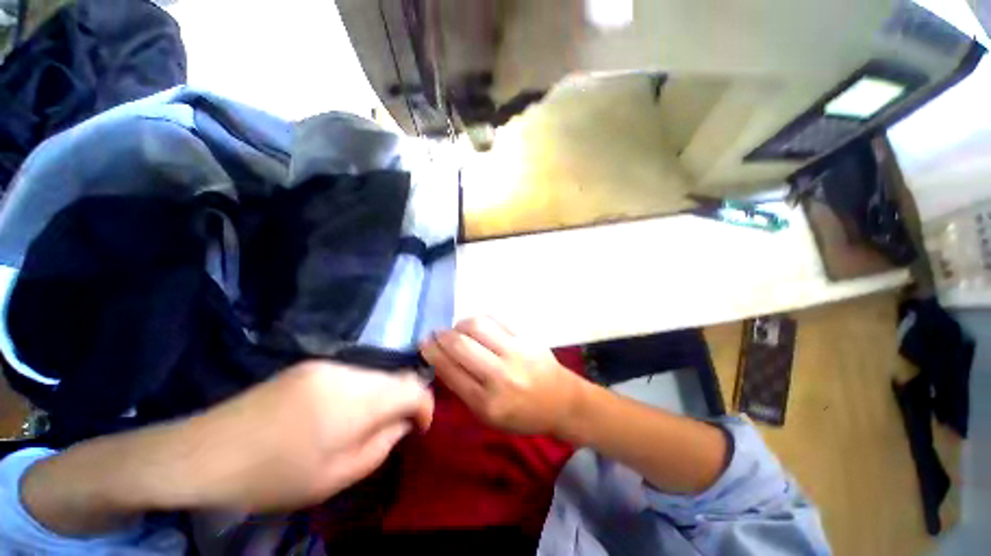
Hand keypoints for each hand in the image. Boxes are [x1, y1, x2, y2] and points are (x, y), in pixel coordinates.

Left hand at [176, 361, 433, 511]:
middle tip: (392, 430)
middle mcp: (347, 372)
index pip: (413, 388)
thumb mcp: (335, 477)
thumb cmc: (272, 476)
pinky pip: (353, 375)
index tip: (421, 428)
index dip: (425, 406)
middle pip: (396, 378)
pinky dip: (360, 392)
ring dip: (381, 397)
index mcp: (355, 399)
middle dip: (403, 402)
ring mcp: (327, 365)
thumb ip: (381, 445)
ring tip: (363, 425)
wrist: (204, 453)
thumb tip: (404, 423)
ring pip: (375, 376)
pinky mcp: (311, 365)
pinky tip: (338, 414)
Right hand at [420, 316, 583, 435]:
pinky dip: (480, 320)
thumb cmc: (522, 414)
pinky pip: (496, 319)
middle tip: (436, 334)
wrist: (561, 401)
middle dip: (442, 336)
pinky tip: (477, 326)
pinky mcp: (526, 336)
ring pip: (477, 325)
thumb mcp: (488, 416)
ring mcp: (515, 351)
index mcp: (487, 402)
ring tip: (458, 329)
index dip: (432, 353)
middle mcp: (500, 375)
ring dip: (460, 325)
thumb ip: (464, 389)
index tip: (424, 344)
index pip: (451, 370)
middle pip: (461, 345)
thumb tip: (442, 359)